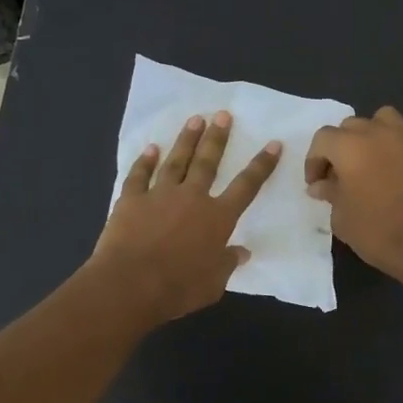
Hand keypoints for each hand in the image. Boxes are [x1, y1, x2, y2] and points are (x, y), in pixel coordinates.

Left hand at [87, 110, 281, 325]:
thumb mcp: (214, 283)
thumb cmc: (178, 288)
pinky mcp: (131, 200)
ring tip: (195, 120)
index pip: (247, 186)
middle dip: (218, 138)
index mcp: (218, 218)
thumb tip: (241, 252)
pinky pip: (139, 175)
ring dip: (186, 140)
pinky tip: (150, 149)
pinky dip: (145, 161)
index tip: (272, 144)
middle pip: (208, 162)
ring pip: (176, 161)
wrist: (130, 284)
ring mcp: (160, 195)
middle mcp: (192, 198)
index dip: (261, 164)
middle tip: (223, 115)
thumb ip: (227, 264)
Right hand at [304, 106, 402, 285]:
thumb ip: (330, 194)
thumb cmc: (377, 232)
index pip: (322, 139)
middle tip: (339, 175)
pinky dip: (397, 149)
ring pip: (383, 120)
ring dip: (371, 135)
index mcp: (350, 147)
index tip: (316, 184)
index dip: (314, 161)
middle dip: (340, 147)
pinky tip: (396, 173)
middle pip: (351, 126)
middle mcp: (378, 133)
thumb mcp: (342, 218)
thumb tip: (322, 185)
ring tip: (369, 161)